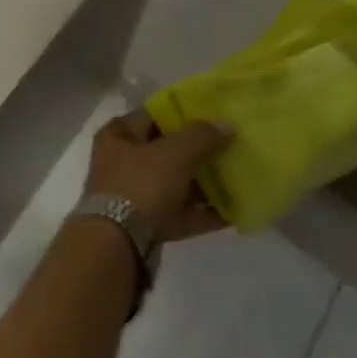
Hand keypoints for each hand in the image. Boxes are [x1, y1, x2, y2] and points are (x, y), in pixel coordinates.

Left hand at [84, 111, 232, 241]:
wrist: (118, 245)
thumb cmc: (141, 184)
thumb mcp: (174, 152)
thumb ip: (201, 136)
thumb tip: (226, 125)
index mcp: (119, 135)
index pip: (154, 114)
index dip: (183, 112)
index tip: (214, 113)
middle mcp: (123, 162)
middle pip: (167, 150)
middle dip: (198, 150)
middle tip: (232, 145)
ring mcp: (135, 196)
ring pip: (176, 184)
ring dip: (205, 183)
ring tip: (238, 177)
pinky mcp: (148, 226)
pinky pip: (181, 214)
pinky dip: (203, 213)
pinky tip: (233, 212)